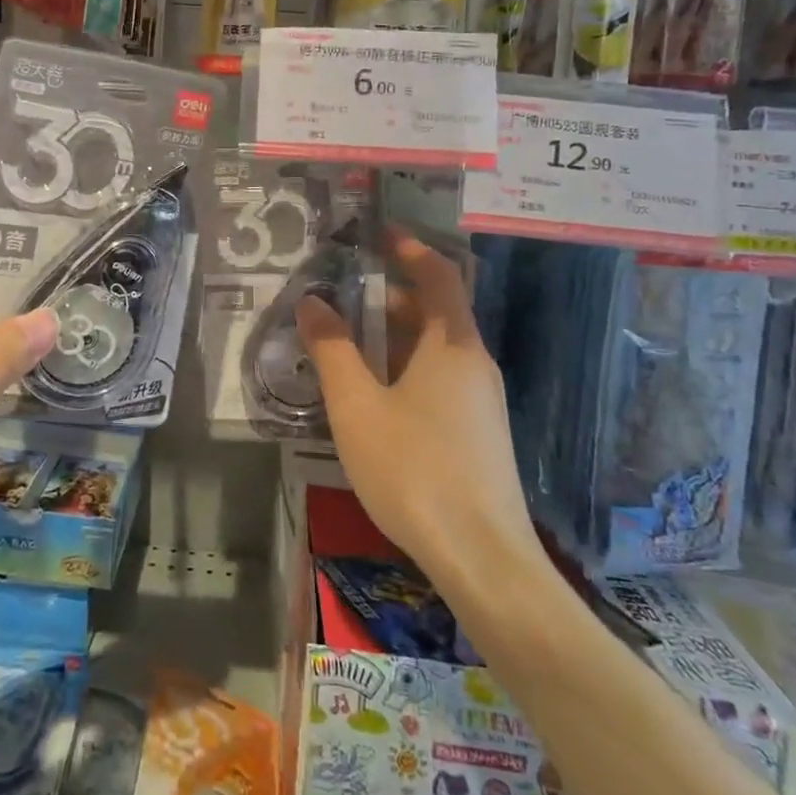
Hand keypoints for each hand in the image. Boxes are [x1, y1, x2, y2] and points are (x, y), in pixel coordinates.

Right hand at [296, 229, 541, 592]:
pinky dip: (408, 367)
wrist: (483, 558)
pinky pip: (442, 378)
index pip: (440, 275)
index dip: (411, 250)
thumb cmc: (414, 469)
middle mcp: (475, 363)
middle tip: (344, 297)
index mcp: (453, 345)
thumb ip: (332, 349)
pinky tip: (376, 396)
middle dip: (392, 297)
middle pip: (438, 311)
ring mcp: (483, 401)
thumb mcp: (357, 406)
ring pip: (438, 349)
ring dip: (397, 336)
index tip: (378, 236)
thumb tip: (312, 302)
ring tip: (349, 345)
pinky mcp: (480, 432)